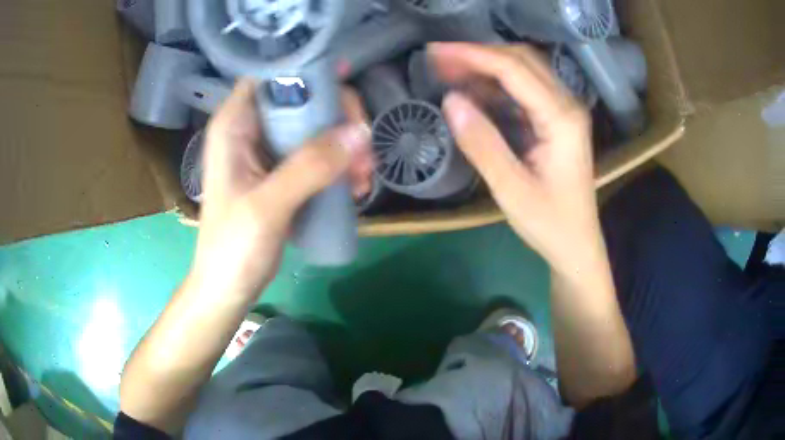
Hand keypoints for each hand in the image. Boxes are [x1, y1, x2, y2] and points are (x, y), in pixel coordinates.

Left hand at [191, 80, 372, 300]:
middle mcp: (250, 130)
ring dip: (345, 146)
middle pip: (302, 99)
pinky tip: (355, 188)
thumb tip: (361, 132)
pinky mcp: (282, 174)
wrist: (227, 288)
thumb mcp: (267, 206)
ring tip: (363, 179)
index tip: (346, 81)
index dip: (307, 71)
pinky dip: (339, 166)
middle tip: (364, 148)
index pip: (272, 76)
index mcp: (234, 125)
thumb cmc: (232, 248)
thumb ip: (310, 166)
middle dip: (338, 119)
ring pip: (315, 127)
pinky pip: (317, 155)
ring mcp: (267, 152)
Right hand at [430, 43, 600, 273]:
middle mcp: (567, 106)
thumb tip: (450, 100)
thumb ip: (482, 143)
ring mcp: (563, 112)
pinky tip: (473, 92)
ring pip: (523, 71)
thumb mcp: (511, 189)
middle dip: (478, 55)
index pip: (514, 69)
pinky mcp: (556, 122)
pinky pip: (524, 91)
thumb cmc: (550, 224)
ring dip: (485, 67)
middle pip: (521, 60)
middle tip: (438, 60)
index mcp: (561, 119)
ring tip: (448, 72)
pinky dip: (495, 86)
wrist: (577, 246)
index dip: (473, 55)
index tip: (436, 52)